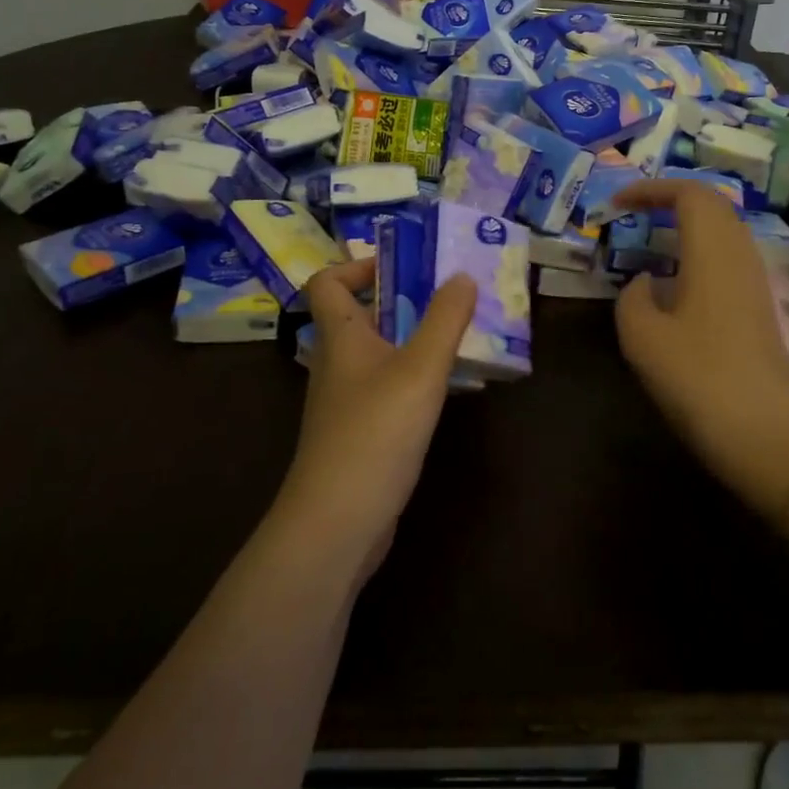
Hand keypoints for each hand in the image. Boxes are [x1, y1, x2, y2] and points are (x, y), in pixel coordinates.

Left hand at [278, 258, 477, 577]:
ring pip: (379, 353)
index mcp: (340, 337)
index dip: (358, 266)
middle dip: (404, 300)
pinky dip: (415, 377)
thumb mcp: (419, 370)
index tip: (404, 268)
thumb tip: (461, 275)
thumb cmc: (375, 433)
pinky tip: (449, 388)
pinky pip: (388, 387)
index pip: (326, 282)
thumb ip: (444, 320)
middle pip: (360, 315)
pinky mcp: (361, 432)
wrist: (338, 523)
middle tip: (451, 296)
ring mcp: (347, 401)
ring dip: (415, 339)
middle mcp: (337, 363)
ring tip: (461, 335)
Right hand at [611, 181, 788, 513]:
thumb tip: (646, 283)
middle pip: (713, 205)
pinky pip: (729, 257)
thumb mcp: (641, 336)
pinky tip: (677, 282)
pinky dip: (700, 251)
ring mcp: (755, 282)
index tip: (618, 203)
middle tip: (634, 212)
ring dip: (688, 225)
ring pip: (725, 230)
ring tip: (651, 240)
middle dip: (672, 199)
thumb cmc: (697, 378)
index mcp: (712, 251)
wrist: (763, 434)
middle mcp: (740, 256)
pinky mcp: (760, 307)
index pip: (689, 193)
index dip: (652, 189)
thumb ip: (633, 297)